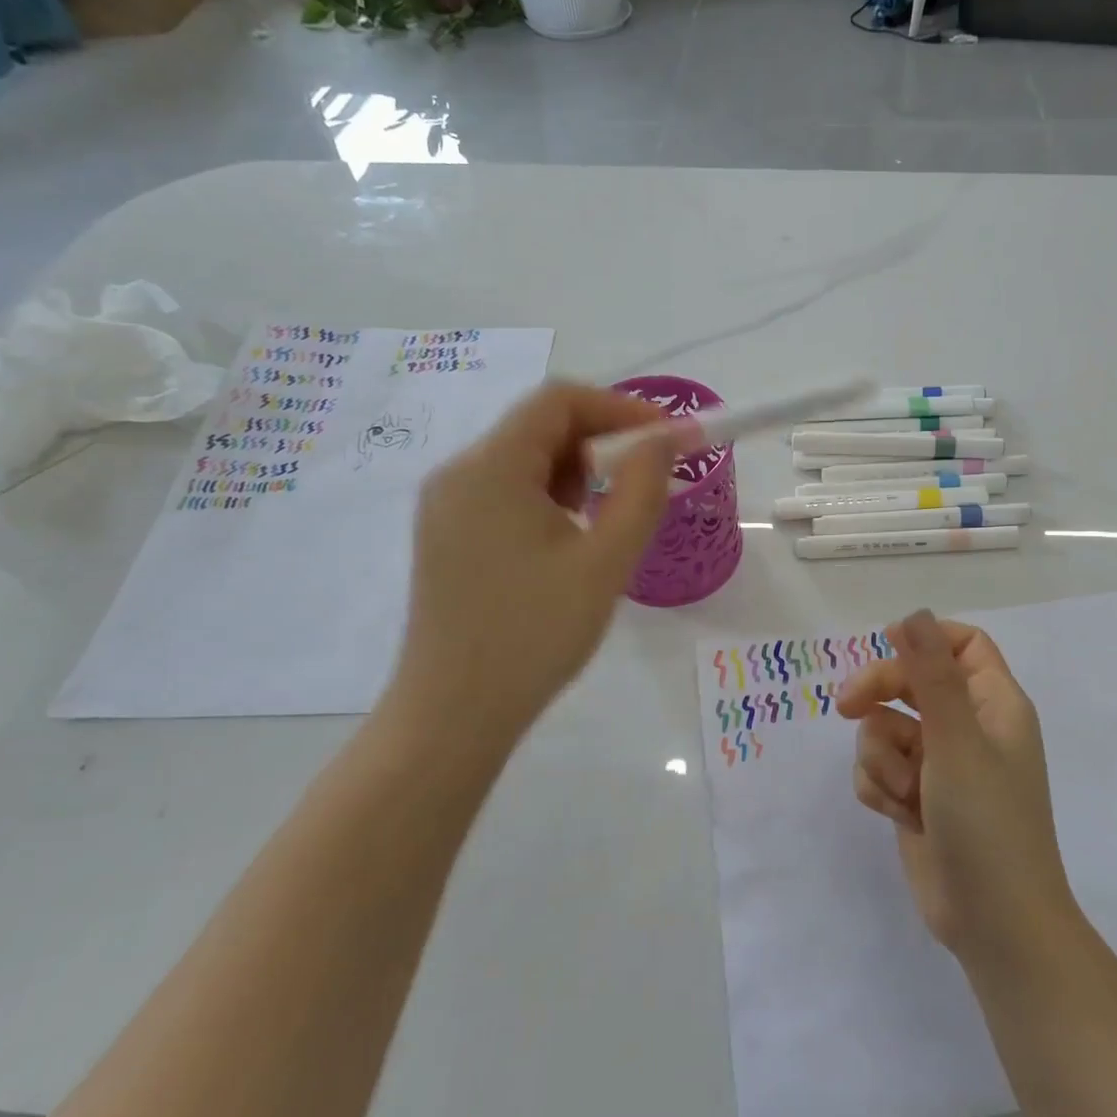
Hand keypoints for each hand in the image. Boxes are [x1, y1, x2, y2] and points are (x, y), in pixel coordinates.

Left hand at [387, 382, 691, 744]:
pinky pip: (506, 491)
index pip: (559, 400)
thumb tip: (665, 439)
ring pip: (525, 459)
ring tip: (612, 516)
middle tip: (650, 478)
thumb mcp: (605, 561)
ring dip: (578, 471)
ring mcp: (446, 505)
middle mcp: (459, 473)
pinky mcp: (447, 534)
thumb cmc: (534, 635)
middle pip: (540, 426)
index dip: (621, 407)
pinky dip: (550, 496)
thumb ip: (642, 490)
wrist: (454, 715)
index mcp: (490, 468)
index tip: (669, 437)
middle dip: (603, 441)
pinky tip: (572, 538)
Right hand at [838, 610, 1075, 962]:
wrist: (995, 925)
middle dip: (878, 693)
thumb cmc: (987, 823)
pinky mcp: (916, 796)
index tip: (886, 643)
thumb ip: (931, 674)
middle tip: (846, 706)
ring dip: (883, 757)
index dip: (926, 639)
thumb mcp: (957, 741)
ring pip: (886, 727)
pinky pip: (879, 767)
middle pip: (912, 681)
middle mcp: (968, 727)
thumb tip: (913, 614)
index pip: (963, 644)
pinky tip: (898, 814)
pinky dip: (881, 786)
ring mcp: (940, 764)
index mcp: (994, 704)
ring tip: (905, 793)